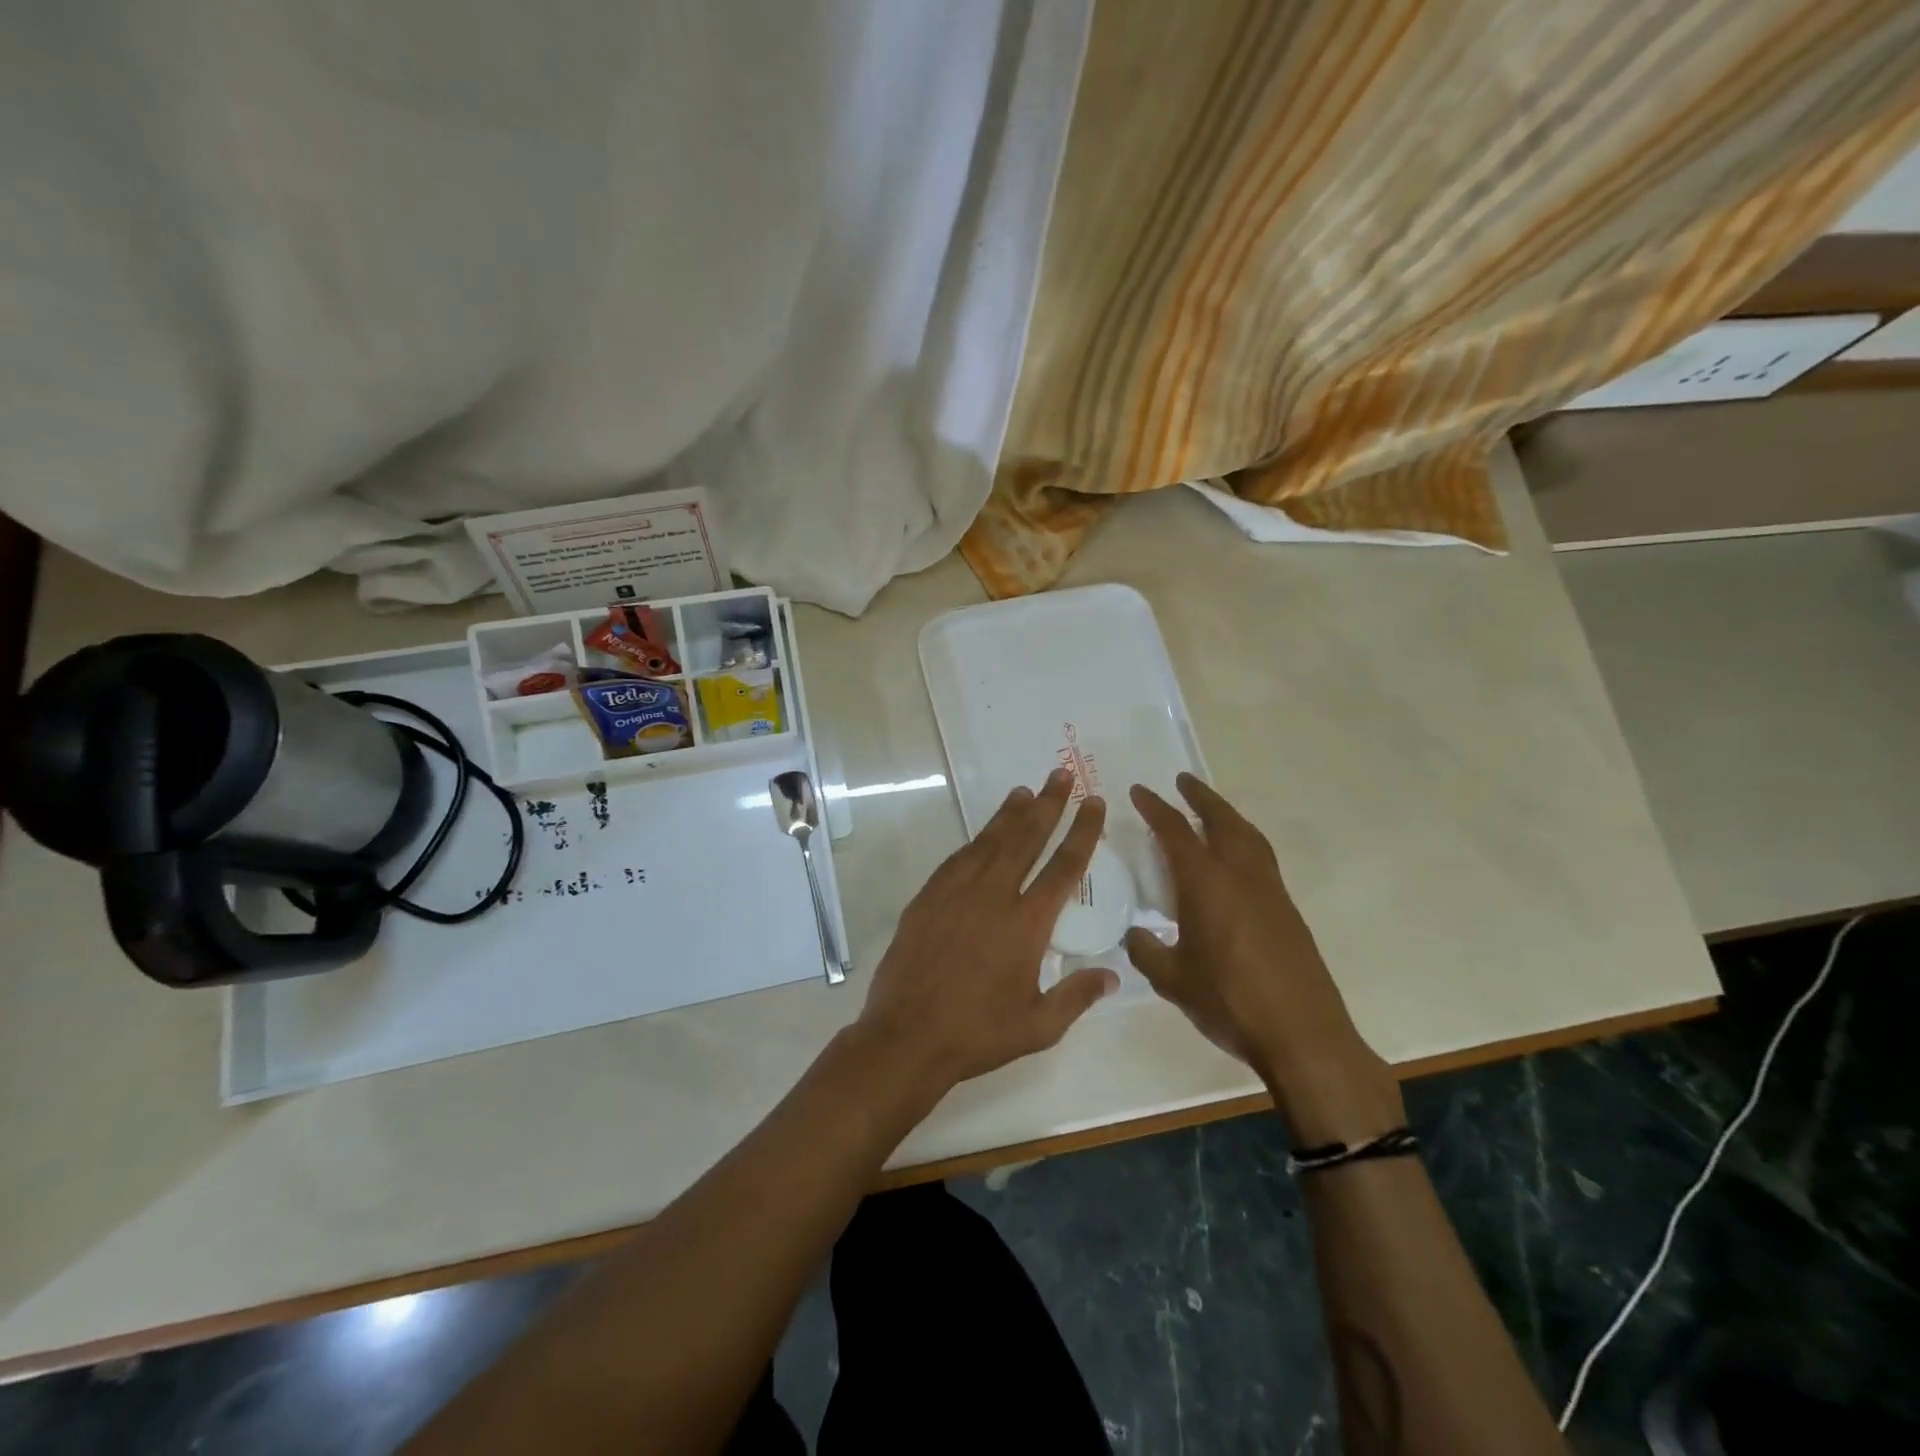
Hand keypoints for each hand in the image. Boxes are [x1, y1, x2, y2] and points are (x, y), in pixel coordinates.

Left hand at [853, 767, 1118, 1100]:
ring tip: (1025, 792)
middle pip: (1026, 839)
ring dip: (1009, 814)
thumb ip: (1077, 996)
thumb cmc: (977, 1033)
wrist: (907, 1035)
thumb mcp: (1038, 1027)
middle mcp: (993, 896)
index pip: (1064, 867)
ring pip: (989, 841)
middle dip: (1047, 804)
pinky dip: (976, 841)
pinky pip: (958, 859)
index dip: (1082, 831)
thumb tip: (1112, 975)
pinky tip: (983, 834)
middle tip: (1060, 775)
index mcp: (1027, 924)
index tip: (1094, 803)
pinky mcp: (928, 897)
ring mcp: (956, 893)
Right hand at [1126, 774, 1402, 1144]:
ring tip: (1210, 812)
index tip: (1140, 791)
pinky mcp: (1288, 910)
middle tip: (1183, 781)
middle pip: (1221, 820)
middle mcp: (1240, 875)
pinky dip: (1244, 841)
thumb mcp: (1172, 980)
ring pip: (1248, 836)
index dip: (1155, 808)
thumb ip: (1147, 951)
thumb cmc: (1229, 1001)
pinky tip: (1234, 861)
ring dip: (1227, 815)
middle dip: (1200, 796)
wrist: (1303, 1034)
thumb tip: (1136, 934)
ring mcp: (1270, 890)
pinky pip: (1261, 858)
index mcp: (1206, 883)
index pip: (1175, 832)